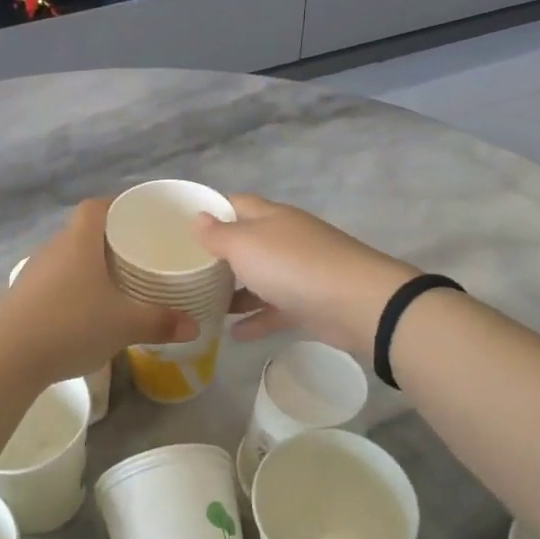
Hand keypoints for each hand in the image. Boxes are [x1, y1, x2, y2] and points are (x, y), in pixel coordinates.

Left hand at [0, 200, 196, 383]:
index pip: (96, 207)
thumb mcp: (125, 325)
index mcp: (79, 242)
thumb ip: (161, 322)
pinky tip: (83, 313)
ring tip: (113, 285)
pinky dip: (71, 290)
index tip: (139, 218)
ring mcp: (33, 273)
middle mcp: (53, 249)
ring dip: (87, 267)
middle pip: (82, 232)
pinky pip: (53, 283)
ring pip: (66, 259)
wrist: (6, 357)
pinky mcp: (20, 298)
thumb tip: (194, 325)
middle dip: (108, 241)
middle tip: (136, 256)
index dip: (117, 206)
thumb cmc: (71, 325)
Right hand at [194, 195, 416, 356]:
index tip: (182, 227)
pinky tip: (233, 335)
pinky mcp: (308, 303)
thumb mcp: (245, 245)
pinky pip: (274, 309)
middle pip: (247, 242)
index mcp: (270, 217)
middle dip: (219, 256)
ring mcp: (298, 271)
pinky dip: (255, 319)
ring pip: (259, 278)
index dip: (211, 211)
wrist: (357, 303)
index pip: (236, 204)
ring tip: (204, 305)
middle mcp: (285, 239)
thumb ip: (218, 234)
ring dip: (235, 291)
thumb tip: (198, 218)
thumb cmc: (293, 265)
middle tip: (187, 272)